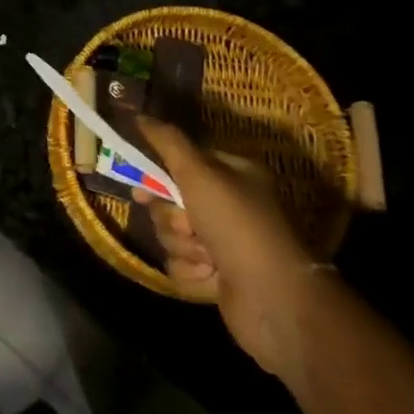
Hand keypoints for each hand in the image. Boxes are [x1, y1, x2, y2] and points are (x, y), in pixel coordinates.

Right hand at [136, 117, 321, 378]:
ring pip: (171, 235)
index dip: (158, 173)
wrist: (274, 297)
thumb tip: (139, 115)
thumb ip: (167, 141)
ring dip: (183, 246)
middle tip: (188, 225)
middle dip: (172, 217)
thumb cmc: (237, 225)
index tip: (141, 182)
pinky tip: (213, 277)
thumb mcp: (199, 172)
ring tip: (208, 257)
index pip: (181, 162)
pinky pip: (180, 266)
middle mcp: (227, 205)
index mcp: (231, 174)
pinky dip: (192, 272)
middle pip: (168, 201)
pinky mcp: (215, 275)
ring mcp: (222, 242)